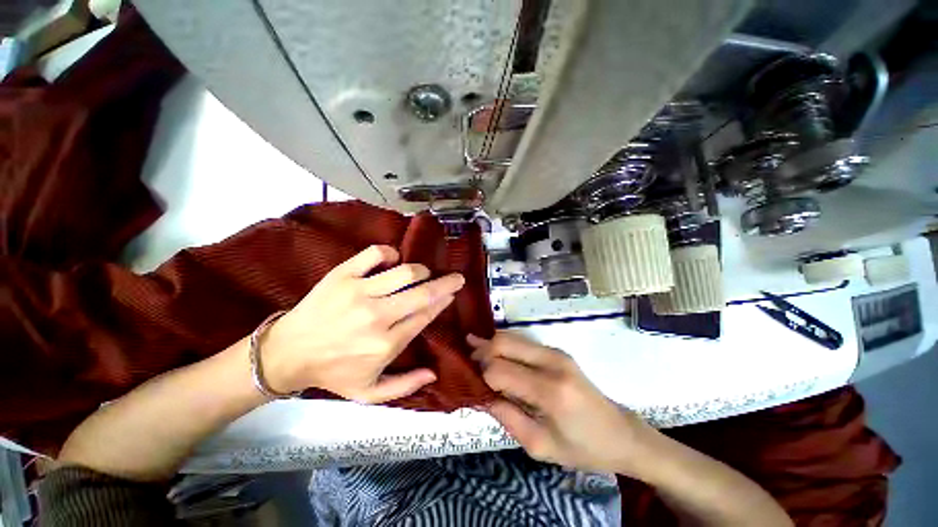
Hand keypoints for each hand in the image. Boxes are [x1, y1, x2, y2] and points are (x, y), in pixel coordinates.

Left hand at [262, 245, 464, 402]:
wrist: (287, 353)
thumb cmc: (333, 372)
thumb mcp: (369, 393)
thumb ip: (405, 385)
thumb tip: (434, 374)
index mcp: (386, 344)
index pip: (426, 315)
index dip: (443, 301)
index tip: (452, 293)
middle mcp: (377, 316)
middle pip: (423, 292)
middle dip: (447, 283)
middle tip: (456, 278)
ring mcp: (359, 292)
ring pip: (405, 271)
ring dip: (421, 270)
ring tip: (424, 273)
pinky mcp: (342, 275)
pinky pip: (375, 254)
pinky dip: (389, 253)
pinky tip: (393, 259)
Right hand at [469, 332, 654, 474]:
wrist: (621, 434)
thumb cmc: (583, 448)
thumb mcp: (541, 447)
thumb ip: (508, 418)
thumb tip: (483, 394)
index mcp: (550, 391)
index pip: (501, 371)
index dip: (482, 375)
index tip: (472, 383)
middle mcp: (553, 362)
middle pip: (504, 344)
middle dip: (482, 350)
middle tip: (466, 359)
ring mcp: (556, 352)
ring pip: (512, 337)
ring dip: (492, 344)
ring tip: (474, 350)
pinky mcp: (557, 351)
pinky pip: (523, 342)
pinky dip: (505, 345)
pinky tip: (494, 350)